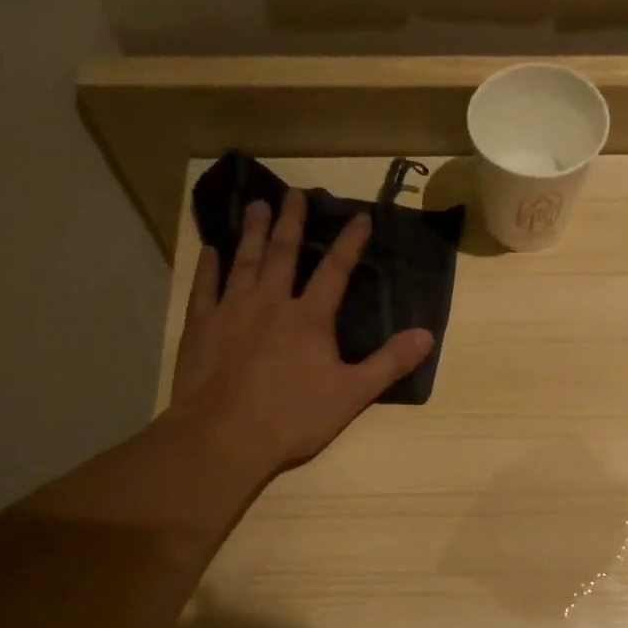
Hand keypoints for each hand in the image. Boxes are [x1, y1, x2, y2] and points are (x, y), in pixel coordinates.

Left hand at [170, 191, 434, 471]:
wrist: (225, 435)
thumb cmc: (293, 416)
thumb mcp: (352, 394)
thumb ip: (389, 362)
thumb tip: (427, 334)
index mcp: (310, 317)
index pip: (335, 270)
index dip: (350, 242)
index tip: (359, 217)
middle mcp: (271, 302)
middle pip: (284, 254)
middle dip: (291, 222)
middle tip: (294, 193)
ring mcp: (231, 310)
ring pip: (245, 261)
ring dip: (253, 232)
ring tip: (256, 205)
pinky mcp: (201, 326)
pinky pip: (204, 287)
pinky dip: (208, 266)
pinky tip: (210, 249)